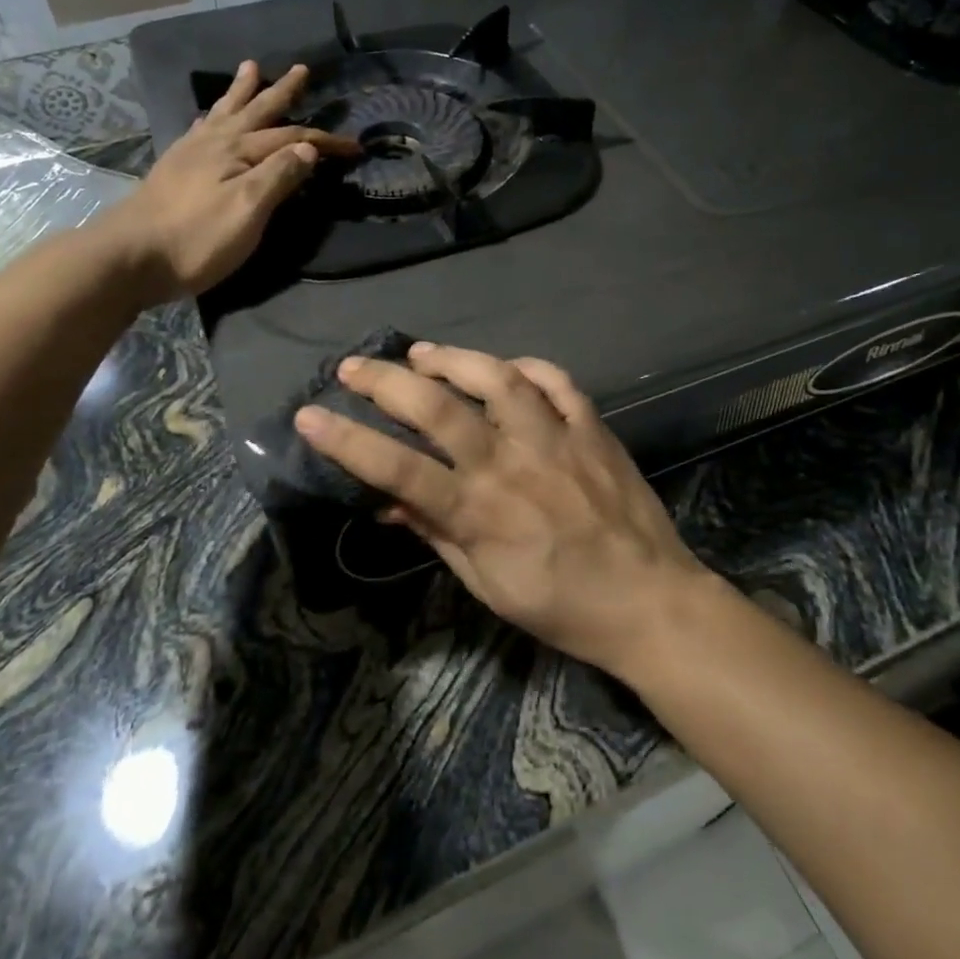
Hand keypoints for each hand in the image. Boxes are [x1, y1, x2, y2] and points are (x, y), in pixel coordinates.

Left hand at [106, 60, 356, 299]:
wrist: (130, 257)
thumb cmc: (196, 239)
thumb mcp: (247, 211)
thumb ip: (278, 177)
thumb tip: (308, 148)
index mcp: (238, 152)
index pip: (292, 139)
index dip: (325, 142)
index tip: (354, 147)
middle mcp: (215, 143)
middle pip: (257, 112)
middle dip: (281, 93)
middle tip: (300, 70)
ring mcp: (191, 153)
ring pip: (225, 114)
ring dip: (242, 92)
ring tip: (250, 68)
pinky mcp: (174, 168)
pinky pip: (201, 129)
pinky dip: (214, 117)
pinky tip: (211, 119)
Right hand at [294, 343, 715, 680]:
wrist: (649, 601)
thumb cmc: (561, 605)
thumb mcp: (486, 584)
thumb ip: (436, 534)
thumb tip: (387, 502)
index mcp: (479, 511)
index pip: (397, 467)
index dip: (347, 440)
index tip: (309, 416)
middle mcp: (511, 463)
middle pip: (439, 408)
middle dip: (387, 381)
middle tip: (354, 367)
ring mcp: (555, 439)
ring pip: (499, 379)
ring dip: (454, 358)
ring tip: (422, 353)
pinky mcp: (592, 428)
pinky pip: (557, 382)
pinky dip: (527, 367)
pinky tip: (505, 367)